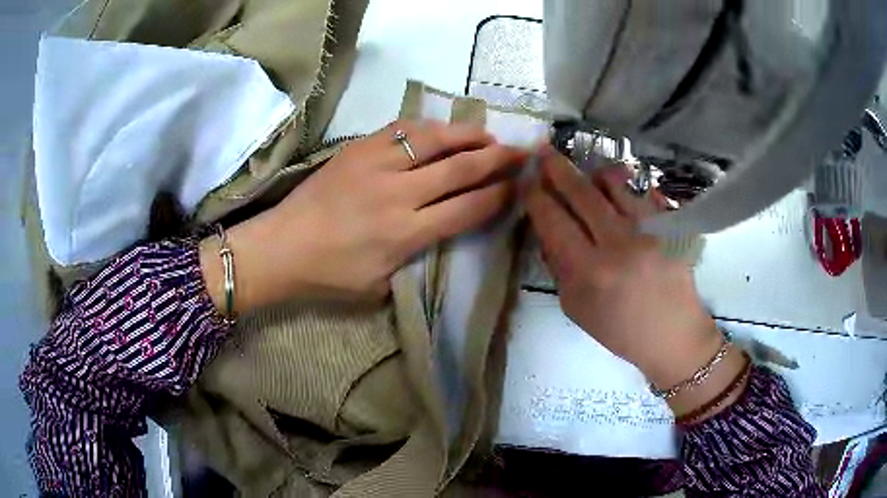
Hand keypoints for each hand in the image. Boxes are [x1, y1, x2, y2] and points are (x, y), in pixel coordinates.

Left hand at [202, 120, 528, 308]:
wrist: (280, 247)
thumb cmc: (328, 276)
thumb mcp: (380, 285)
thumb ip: (415, 258)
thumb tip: (440, 231)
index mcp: (405, 234)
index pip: (467, 208)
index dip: (498, 196)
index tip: (518, 187)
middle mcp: (398, 194)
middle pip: (460, 169)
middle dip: (498, 160)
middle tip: (522, 153)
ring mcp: (376, 165)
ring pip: (435, 140)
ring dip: (468, 135)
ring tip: (489, 136)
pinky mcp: (357, 149)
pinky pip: (401, 129)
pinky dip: (428, 127)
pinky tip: (442, 129)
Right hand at [525, 147, 724, 391]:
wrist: (673, 335)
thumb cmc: (621, 330)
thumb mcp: (577, 308)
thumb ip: (559, 268)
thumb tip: (548, 230)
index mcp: (589, 273)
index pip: (554, 223)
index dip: (536, 197)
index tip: (526, 181)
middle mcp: (619, 245)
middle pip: (581, 194)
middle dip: (557, 168)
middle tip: (544, 151)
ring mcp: (649, 230)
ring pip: (614, 183)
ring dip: (594, 173)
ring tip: (588, 172)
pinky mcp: (671, 226)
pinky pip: (643, 192)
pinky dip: (627, 187)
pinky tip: (623, 191)